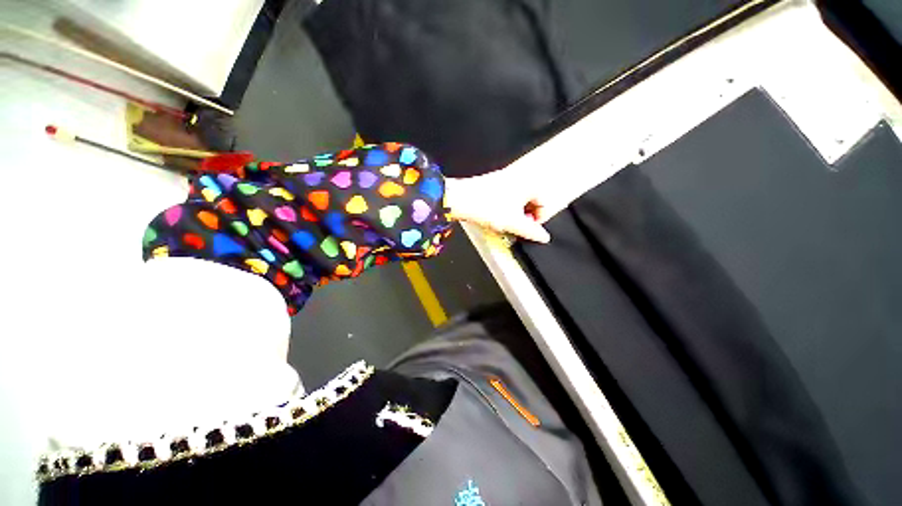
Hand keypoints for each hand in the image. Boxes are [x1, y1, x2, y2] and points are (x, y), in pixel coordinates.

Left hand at [444, 173, 551, 242]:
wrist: (458, 198)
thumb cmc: (487, 206)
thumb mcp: (513, 223)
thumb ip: (532, 231)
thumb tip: (544, 237)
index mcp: (527, 184)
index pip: (543, 203)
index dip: (538, 219)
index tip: (530, 229)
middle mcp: (517, 178)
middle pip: (531, 201)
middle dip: (526, 217)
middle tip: (517, 227)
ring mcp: (503, 179)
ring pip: (517, 200)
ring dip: (515, 214)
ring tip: (505, 224)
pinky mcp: (491, 184)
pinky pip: (505, 198)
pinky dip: (504, 209)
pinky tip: (494, 217)